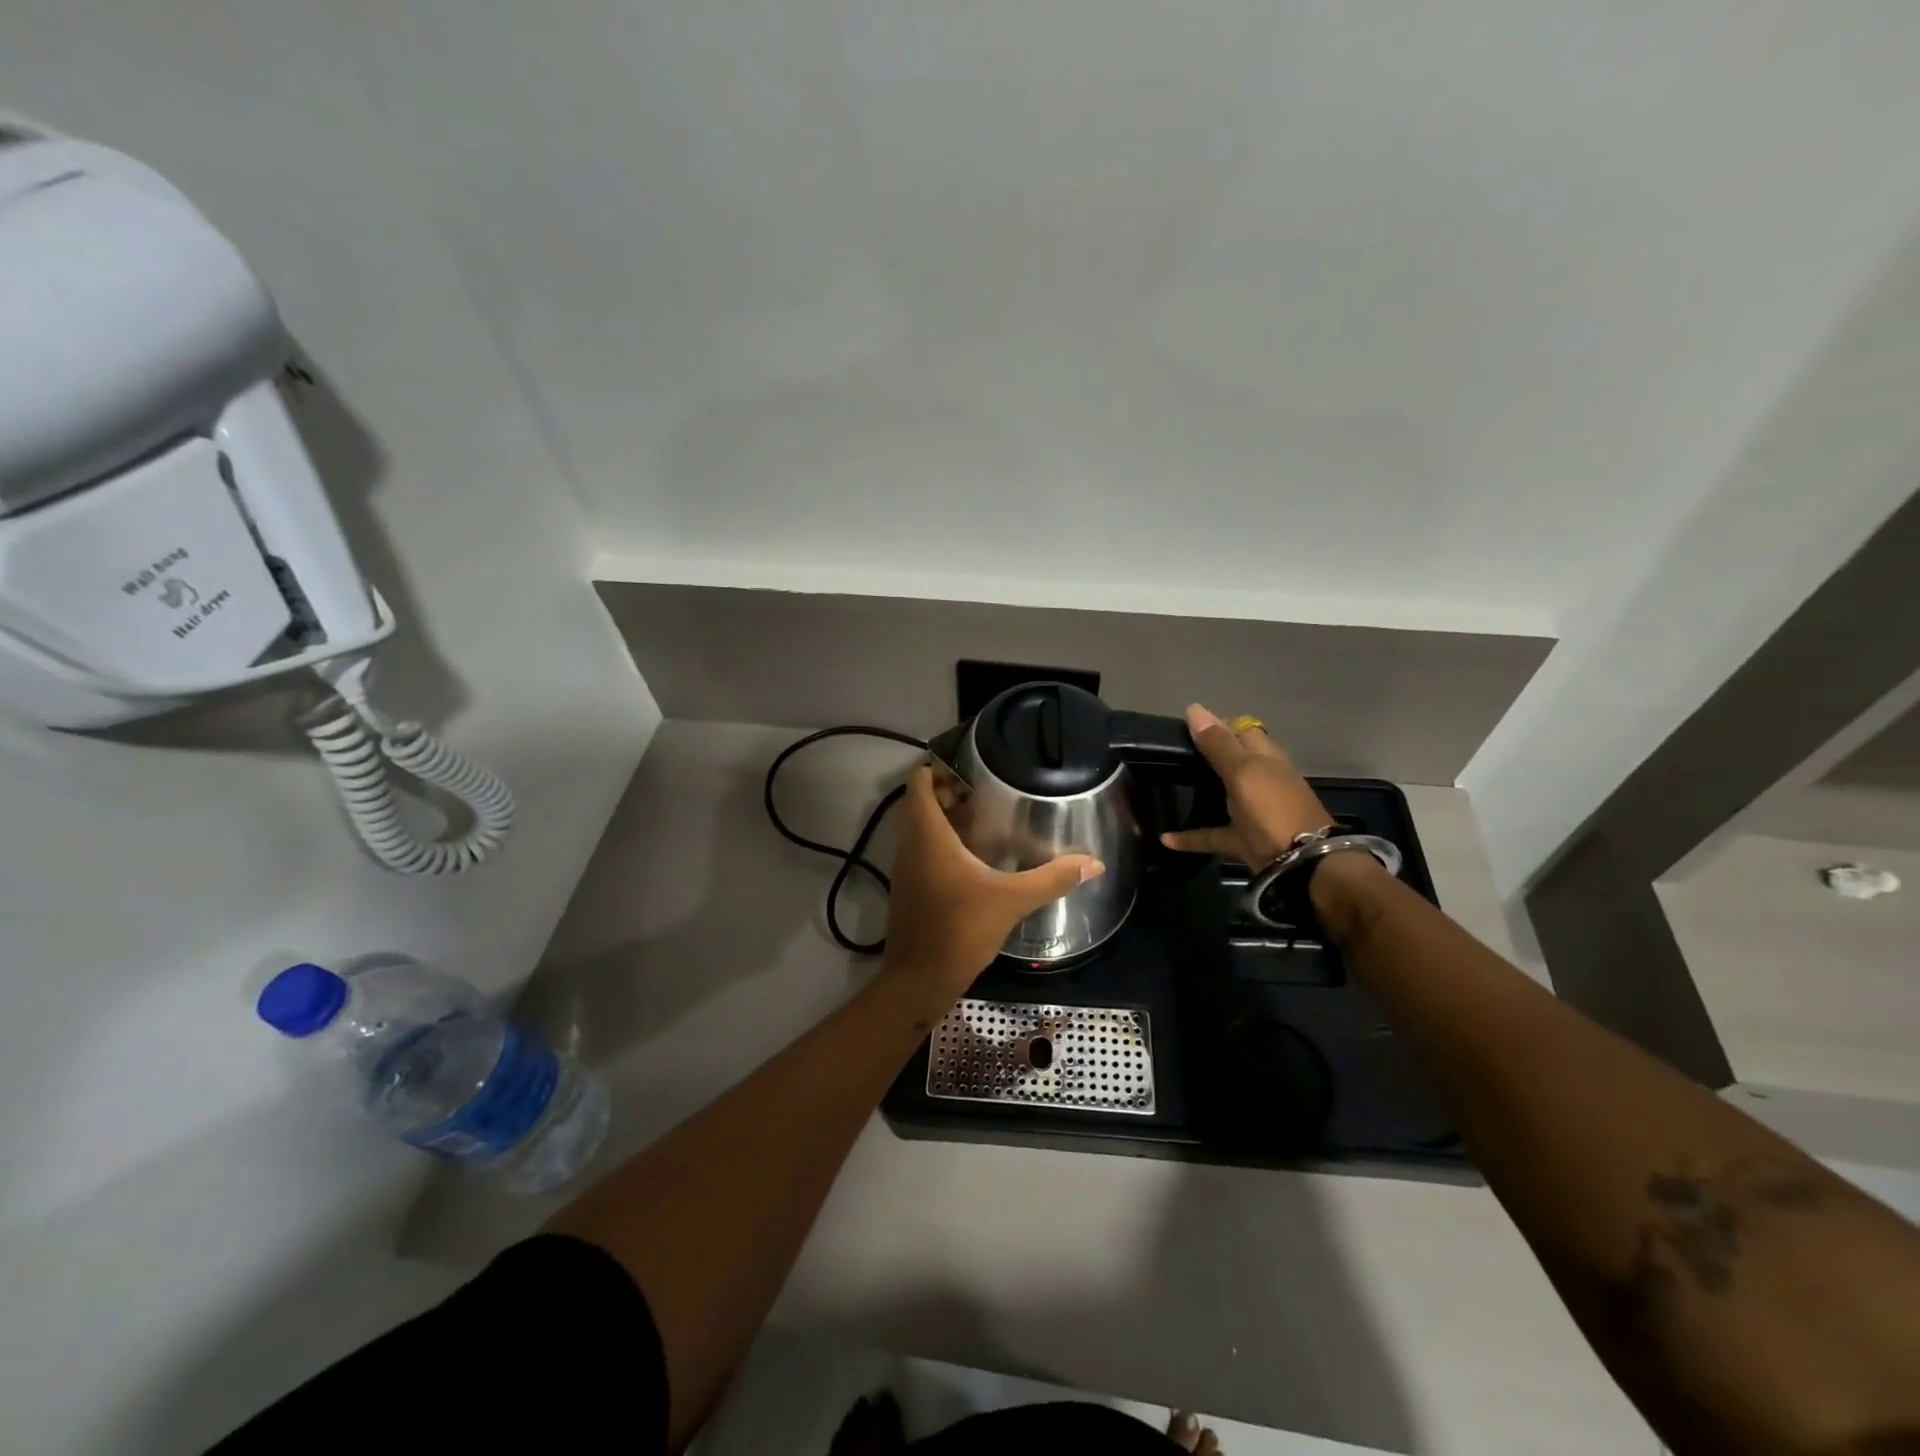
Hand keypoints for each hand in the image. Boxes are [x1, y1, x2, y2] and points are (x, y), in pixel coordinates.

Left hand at [883, 766, 1103, 1000]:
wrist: (918, 981)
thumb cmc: (959, 931)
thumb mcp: (1011, 901)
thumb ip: (1052, 879)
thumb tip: (1093, 863)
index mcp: (928, 836)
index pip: (919, 784)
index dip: (938, 768)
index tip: (970, 767)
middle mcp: (910, 846)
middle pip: (919, 803)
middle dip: (947, 792)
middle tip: (984, 792)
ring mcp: (905, 869)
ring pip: (918, 828)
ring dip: (943, 818)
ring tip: (982, 818)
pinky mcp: (908, 889)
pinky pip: (920, 850)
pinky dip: (940, 842)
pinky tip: (972, 858)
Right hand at [1160, 704, 1333, 870]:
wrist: (1302, 863)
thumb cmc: (1273, 808)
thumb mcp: (1243, 771)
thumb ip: (1218, 744)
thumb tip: (1194, 708)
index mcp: (1266, 758)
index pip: (1243, 730)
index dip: (1218, 724)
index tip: (1185, 724)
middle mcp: (1261, 780)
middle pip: (1234, 761)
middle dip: (1209, 755)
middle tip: (1173, 752)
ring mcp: (1254, 811)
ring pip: (1225, 795)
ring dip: (1202, 791)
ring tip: (1171, 785)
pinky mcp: (1244, 841)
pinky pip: (1212, 835)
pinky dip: (1190, 837)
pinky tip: (1166, 838)